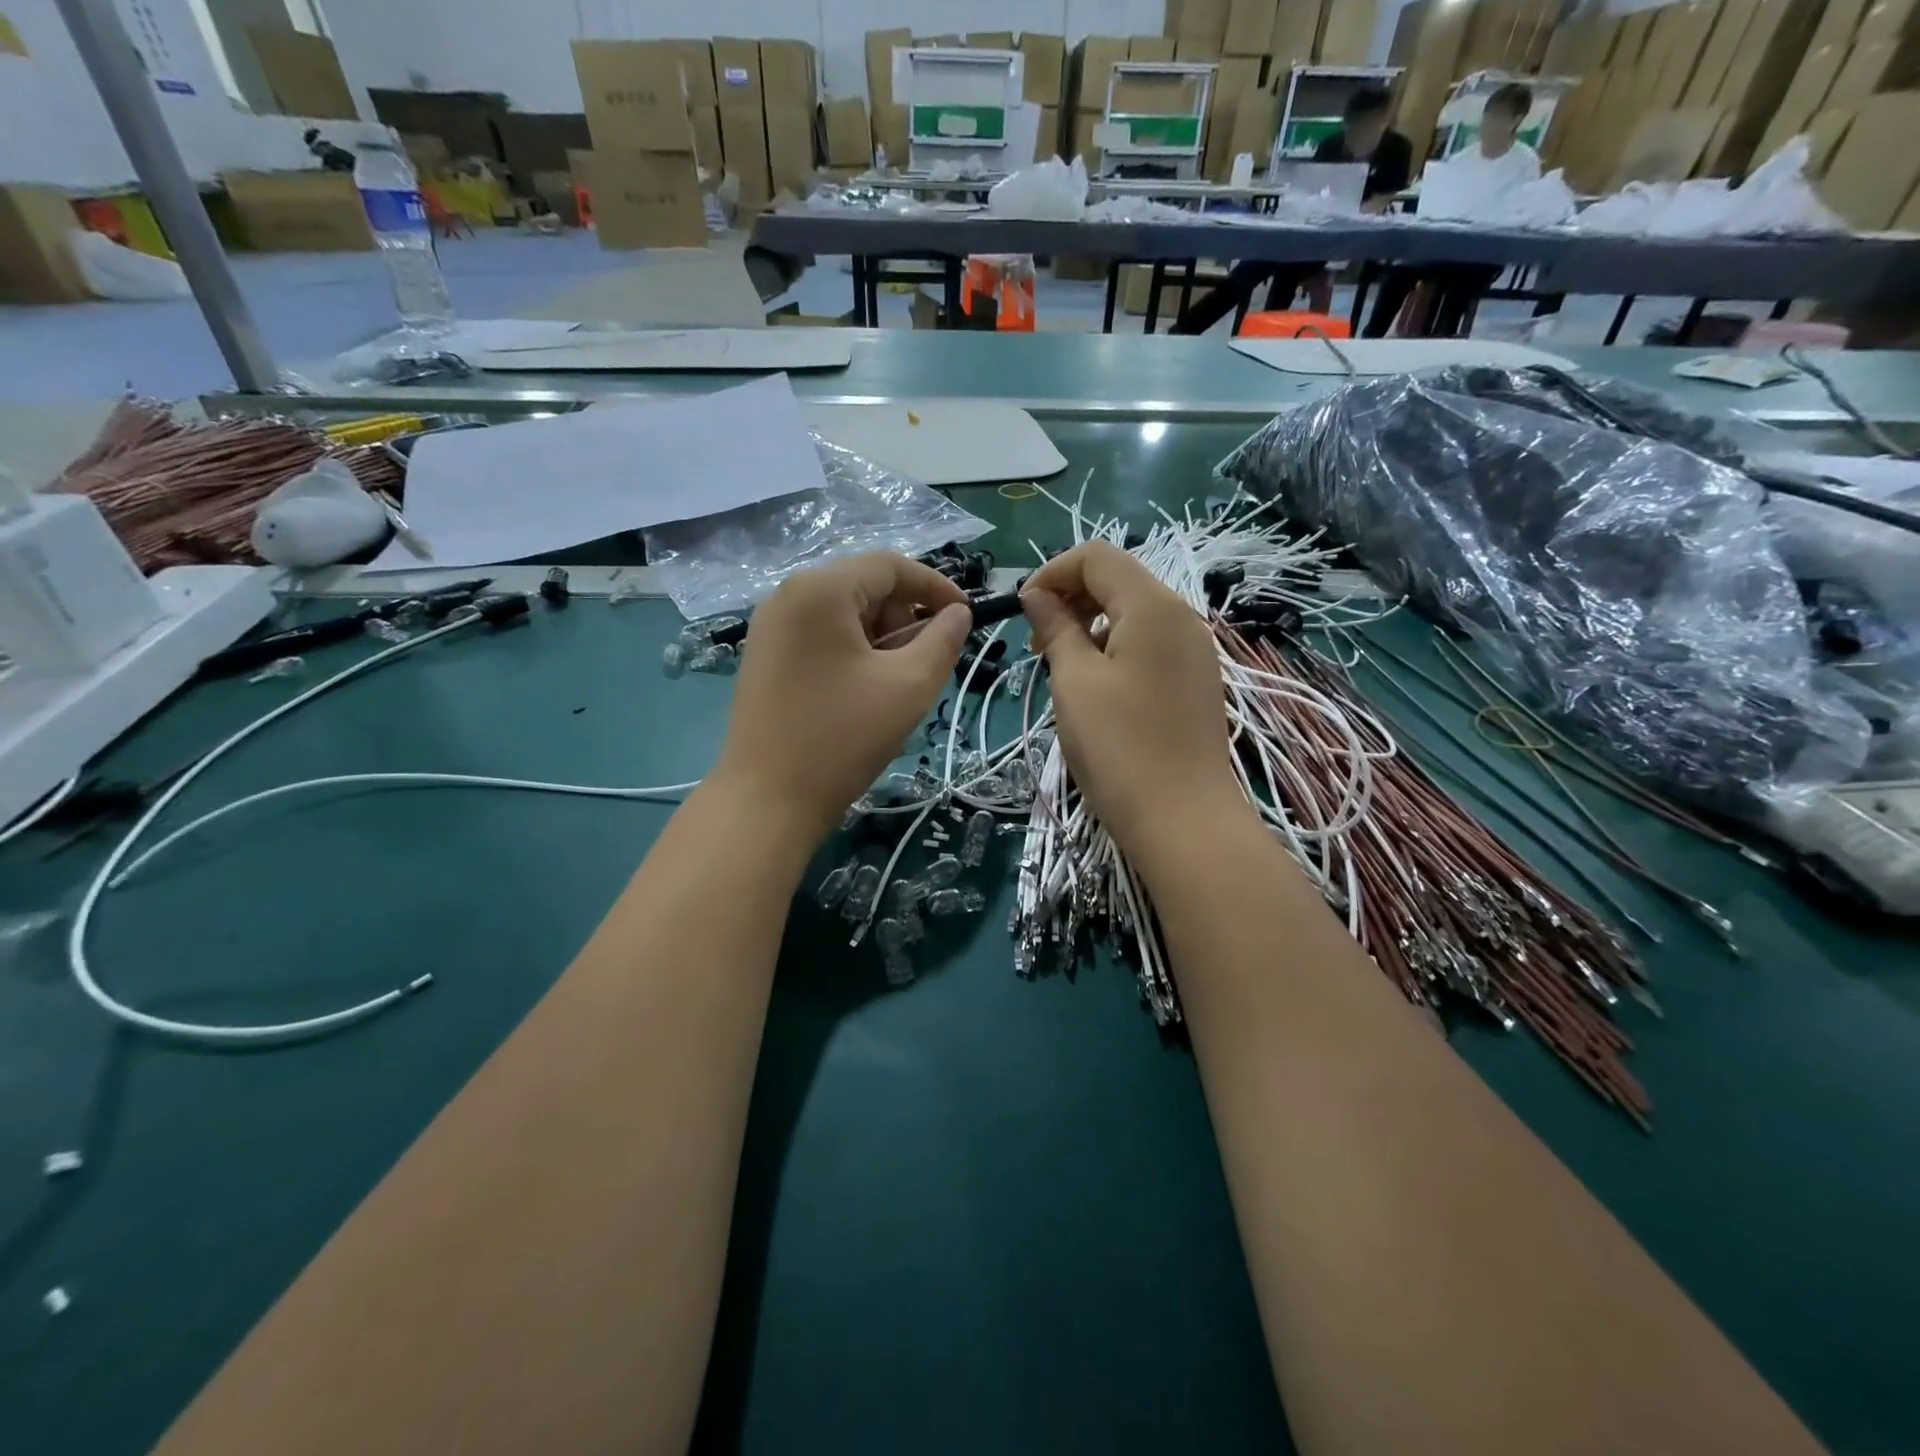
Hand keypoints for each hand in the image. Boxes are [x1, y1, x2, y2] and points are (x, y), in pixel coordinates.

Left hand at [715, 554, 970, 842]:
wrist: (768, 800)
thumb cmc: (843, 738)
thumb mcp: (909, 686)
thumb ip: (943, 640)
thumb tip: (957, 613)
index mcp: (820, 590)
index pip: (890, 566)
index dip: (935, 586)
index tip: (966, 616)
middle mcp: (788, 594)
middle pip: (864, 585)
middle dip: (904, 616)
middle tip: (926, 661)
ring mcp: (769, 626)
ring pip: (843, 612)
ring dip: (880, 636)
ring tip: (895, 682)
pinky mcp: (764, 655)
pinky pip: (820, 634)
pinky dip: (852, 649)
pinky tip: (863, 689)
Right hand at [1021, 542, 1243, 858]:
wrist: (1183, 820)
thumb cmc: (1119, 747)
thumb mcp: (1074, 681)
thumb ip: (1055, 628)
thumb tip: (1037, 595)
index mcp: (1152, 605)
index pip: (1097, 556)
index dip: (1052, 572)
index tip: (1022, 612)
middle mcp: (1181, 616)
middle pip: (1118, 580)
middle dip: (1070, 598)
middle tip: (1038, 645)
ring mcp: (1194, 649)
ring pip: (1133, 613)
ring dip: (1090, 625)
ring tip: (1062, 668)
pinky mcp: (1196, 679)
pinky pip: (1149, 643)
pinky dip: (1115, 648)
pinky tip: (1097, 687)